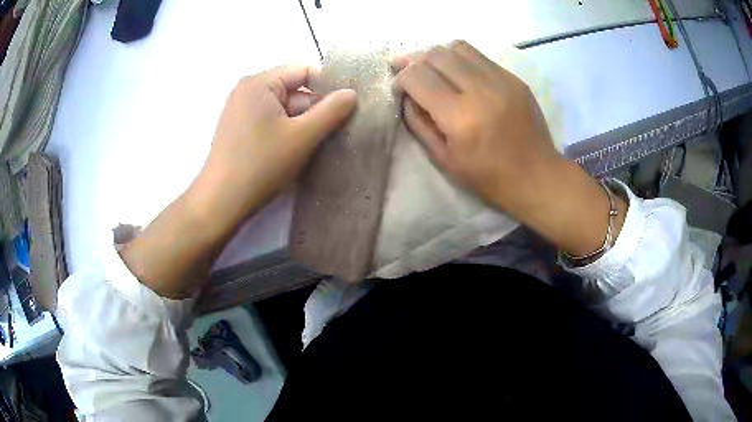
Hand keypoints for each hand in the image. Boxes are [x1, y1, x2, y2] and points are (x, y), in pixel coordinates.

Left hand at [194, 65, 356, 224]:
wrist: (221, 202)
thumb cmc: (261, 165)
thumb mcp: (302, 136)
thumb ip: (331, 111)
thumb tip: (351, 94)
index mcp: (259, 83)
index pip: (304, 71)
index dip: (328, 86)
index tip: (346, 107)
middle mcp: (247, 90)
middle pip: (293, 90)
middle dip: (314, 109)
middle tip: (335, 131)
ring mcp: (240, 110)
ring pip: (283, 108)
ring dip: (301, 123)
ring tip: (317, 144)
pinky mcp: (238, 128)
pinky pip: (270, 121)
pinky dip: (285, 131)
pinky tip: (295, 151)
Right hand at [395, 41, 625, 256]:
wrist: (537, 176)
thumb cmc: (489, 178)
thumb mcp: (445, 160)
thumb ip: (419, 124)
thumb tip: (407, 96)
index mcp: (460, 118)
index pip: (417, 76)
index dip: (401, 78)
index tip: (399, 88)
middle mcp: (480, 90)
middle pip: (435, 54)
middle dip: (415, 61)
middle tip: (410, 72)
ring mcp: (501, 80)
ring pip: (457, 47)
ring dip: (438, 56)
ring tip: (435, 70)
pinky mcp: (514, 78)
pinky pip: (479, 56)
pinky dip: (462, 60)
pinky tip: (460, 75)